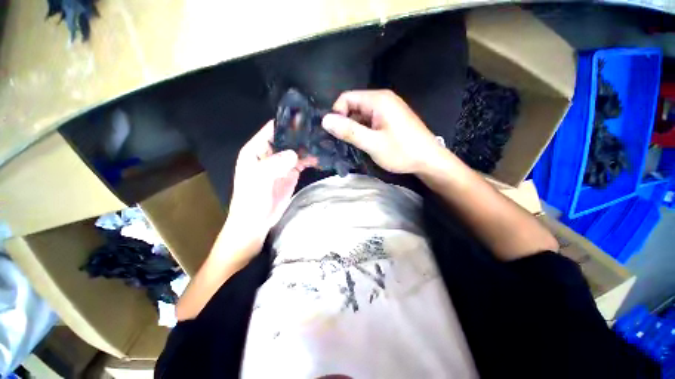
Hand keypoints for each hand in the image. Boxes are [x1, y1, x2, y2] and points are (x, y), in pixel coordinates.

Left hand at [221, 121, 311, 258]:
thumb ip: (274, 164)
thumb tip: (294, 153)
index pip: (273, 129)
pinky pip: (302, 162)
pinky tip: (321, 156)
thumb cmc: (250, 200)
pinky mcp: (291, 173)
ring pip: (297, 149)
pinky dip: (311, 159)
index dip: (288, 123)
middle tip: (321, 129)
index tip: (306, 117)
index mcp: (257, 149)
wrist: (257, 222)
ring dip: (309, 146)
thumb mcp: (258, 180)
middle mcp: (270, 153)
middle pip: (288, 138)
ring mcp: (282, 163)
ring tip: (325, 140)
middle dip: (302, 134)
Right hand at [321, 90, 441, 173]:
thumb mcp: (372, 143)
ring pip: (361, 115)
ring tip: (355, 145)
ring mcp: (388, 109)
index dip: (337, 114)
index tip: (336, 133)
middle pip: (354, 105)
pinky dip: (364, 131)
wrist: (429, 160)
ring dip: (355, 129)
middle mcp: (383, 99)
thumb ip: (349, 131)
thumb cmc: (402, 151)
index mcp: (378, 100)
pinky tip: (366, 143)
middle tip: (344, 143)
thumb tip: (325, 120)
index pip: (346, 98)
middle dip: (346, 123)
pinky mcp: (390, 119)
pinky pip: (370, 120)